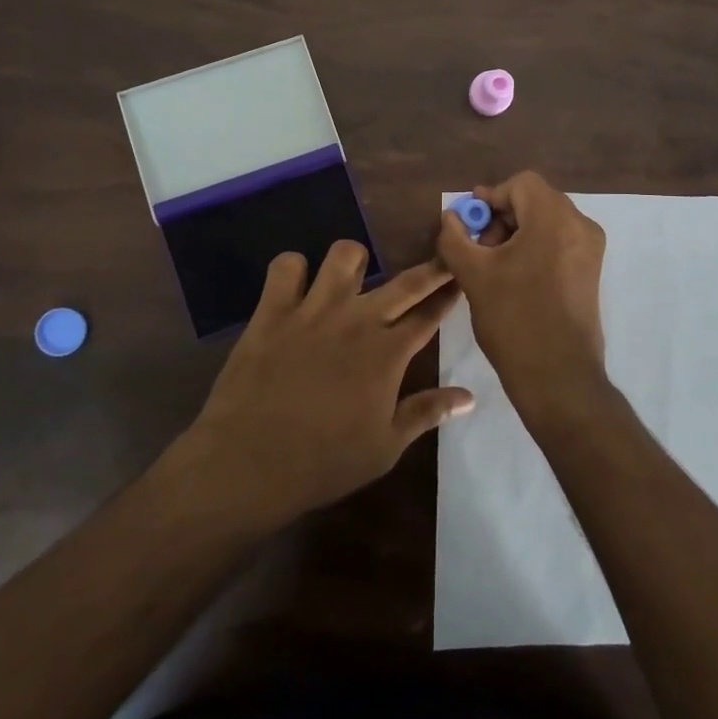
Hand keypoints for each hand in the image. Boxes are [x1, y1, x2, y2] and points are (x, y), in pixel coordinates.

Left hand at [178, 241, 475, 527]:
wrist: (249, 463)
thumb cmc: (324, 462)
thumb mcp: (385, 447)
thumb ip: (427, 413)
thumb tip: (468, 396)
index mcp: (388, 353)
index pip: (429, 315)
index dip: (449, 295)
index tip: (461, 281)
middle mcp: (357, 320)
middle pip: (405, 282)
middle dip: (431, 268)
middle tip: (442, 259)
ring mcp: (314, 309)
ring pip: (344, 255)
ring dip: (355, 262)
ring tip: (353, 277)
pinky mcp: (273, 310)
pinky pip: (286, 266)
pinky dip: (294, 270)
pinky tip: (297, 287)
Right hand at [436, 171, 608, 407]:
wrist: (558, 376)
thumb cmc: (514, 319)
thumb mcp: (473, 275)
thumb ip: (455, 237)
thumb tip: (451, 217)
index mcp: (555, 218)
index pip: (520, 184)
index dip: (490, 198)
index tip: (469, 224)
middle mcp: (580, 225)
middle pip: (535, 200)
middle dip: (502, 217)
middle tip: (478, 247)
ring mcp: (590, 249)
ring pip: (547, 221)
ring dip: (517, 232)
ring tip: (493, 265)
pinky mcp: (591, 271)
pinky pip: (559, 241)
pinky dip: (535, 247)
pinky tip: (514, 276)